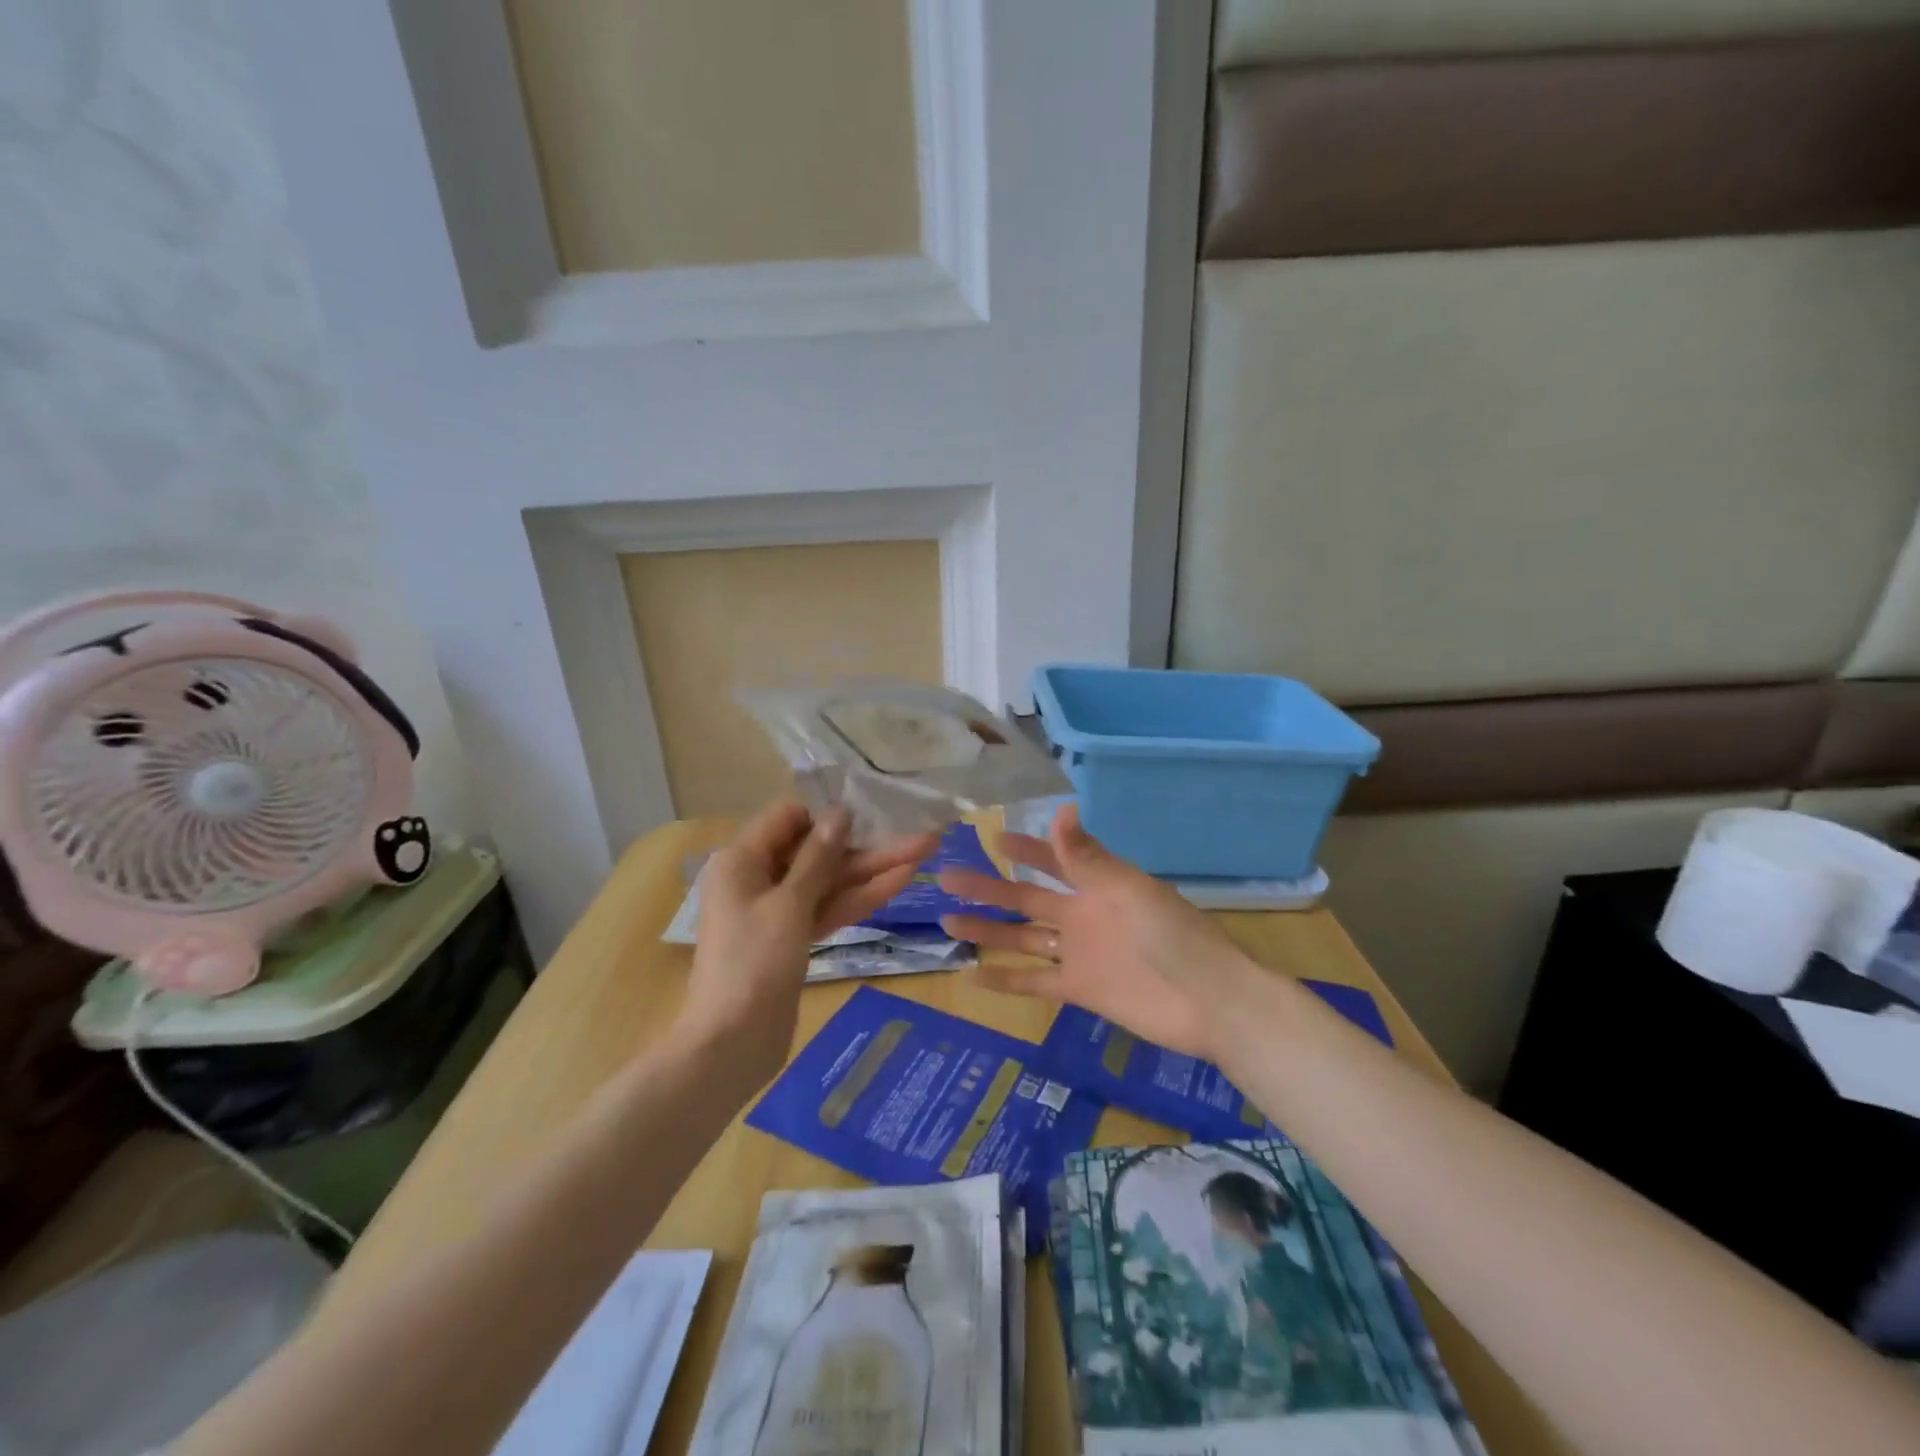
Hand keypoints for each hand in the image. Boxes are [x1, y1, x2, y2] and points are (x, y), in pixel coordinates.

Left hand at [683, 801, 936, 1076]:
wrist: (732, 1045)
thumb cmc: (754, 963)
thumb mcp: (789, 904)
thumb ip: (818, 857)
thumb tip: (840, 813)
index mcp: (742, 860)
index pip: (788, 818)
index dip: (827, 814)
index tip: (870, 813)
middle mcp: (758, 878)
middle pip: (816, 851)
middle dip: (866, 845)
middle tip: (918, 835)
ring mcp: (778, 911)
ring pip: (829, 881)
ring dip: (872, 870)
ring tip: (925, 853)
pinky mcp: (793, 938)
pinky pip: (827, 908)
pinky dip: (859, 898)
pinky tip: (900, 882)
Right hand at [937, 802, 1248, 1060]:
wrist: (1208, 999)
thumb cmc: (1171, 935)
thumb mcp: (1127, 890)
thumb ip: (1087, 857)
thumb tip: (1061, 808)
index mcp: (1097, 884)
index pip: (1053, 859)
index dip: (1025, 847)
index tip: (992, 836)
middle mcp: (1082, 914)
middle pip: (1026, 897)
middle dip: (988, 887)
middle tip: (946, 877)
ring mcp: (1079, 953)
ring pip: (1022, 938)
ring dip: (987, 931)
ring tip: (948, 923)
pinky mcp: (1079, 989)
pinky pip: (1034, 983)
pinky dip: (1005, 981)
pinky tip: (972, 978)